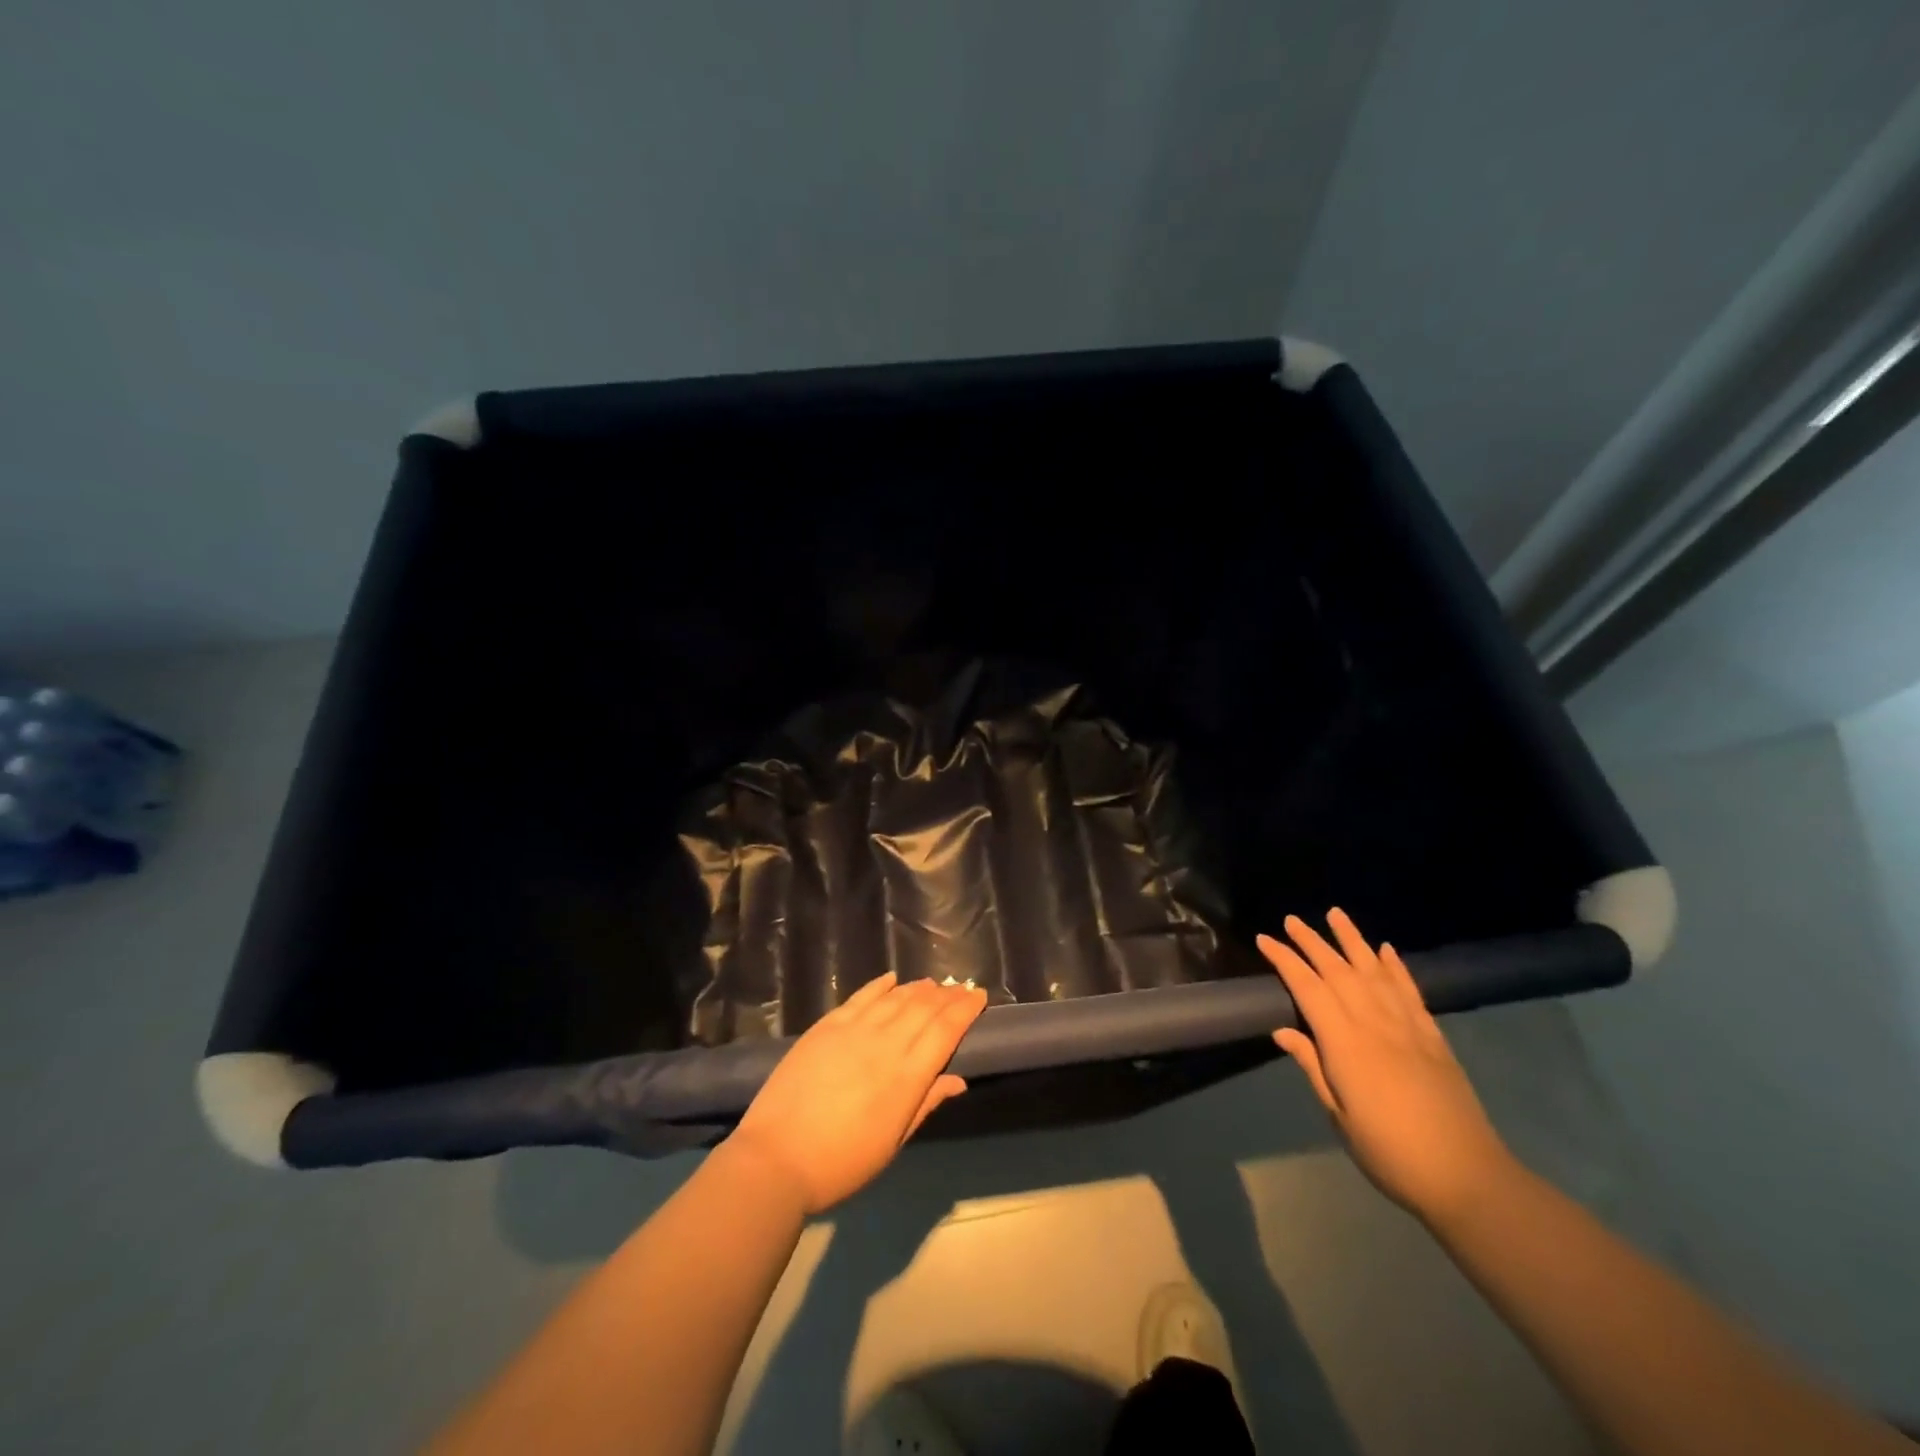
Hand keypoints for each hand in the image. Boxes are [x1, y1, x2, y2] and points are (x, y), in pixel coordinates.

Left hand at [724, 973, 987, 1214]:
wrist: (776, 1158)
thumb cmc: (841, 1163)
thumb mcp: (892, 1143)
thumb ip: (925, 1104)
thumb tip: (958, 1080)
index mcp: (907, 1077)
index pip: (945, 1031)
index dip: (965, 1010)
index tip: (979, 996)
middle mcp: (885, 1044)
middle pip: (924, 1008)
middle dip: (946, 995)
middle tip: (960, 988)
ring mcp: (854, 1030)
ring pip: (895, 998)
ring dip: (918, 988)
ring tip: (932, 984)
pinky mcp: (827, 1026)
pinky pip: (860, 996)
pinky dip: (879, 985)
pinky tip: (892, 979)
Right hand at [1261, 909, 1515, 1224]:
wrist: (1468, 1178)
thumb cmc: (1391, 1153)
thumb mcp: (1340, 1116)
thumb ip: (1313, 1068)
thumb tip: (1283, 1031)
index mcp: (1346, 1044)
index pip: (1308, 989)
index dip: (1285, 961)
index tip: (1265, 939)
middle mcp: (1375, 1023)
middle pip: (1339, 971)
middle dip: (1312, 942)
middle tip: (1292, 920)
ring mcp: (1408, 1026)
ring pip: (1374, 970)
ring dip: (1352, 940)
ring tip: (1336, 914)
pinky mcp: (1433, 1036)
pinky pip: (1410, 990)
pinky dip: (1395, 966)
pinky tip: (1385, 949)